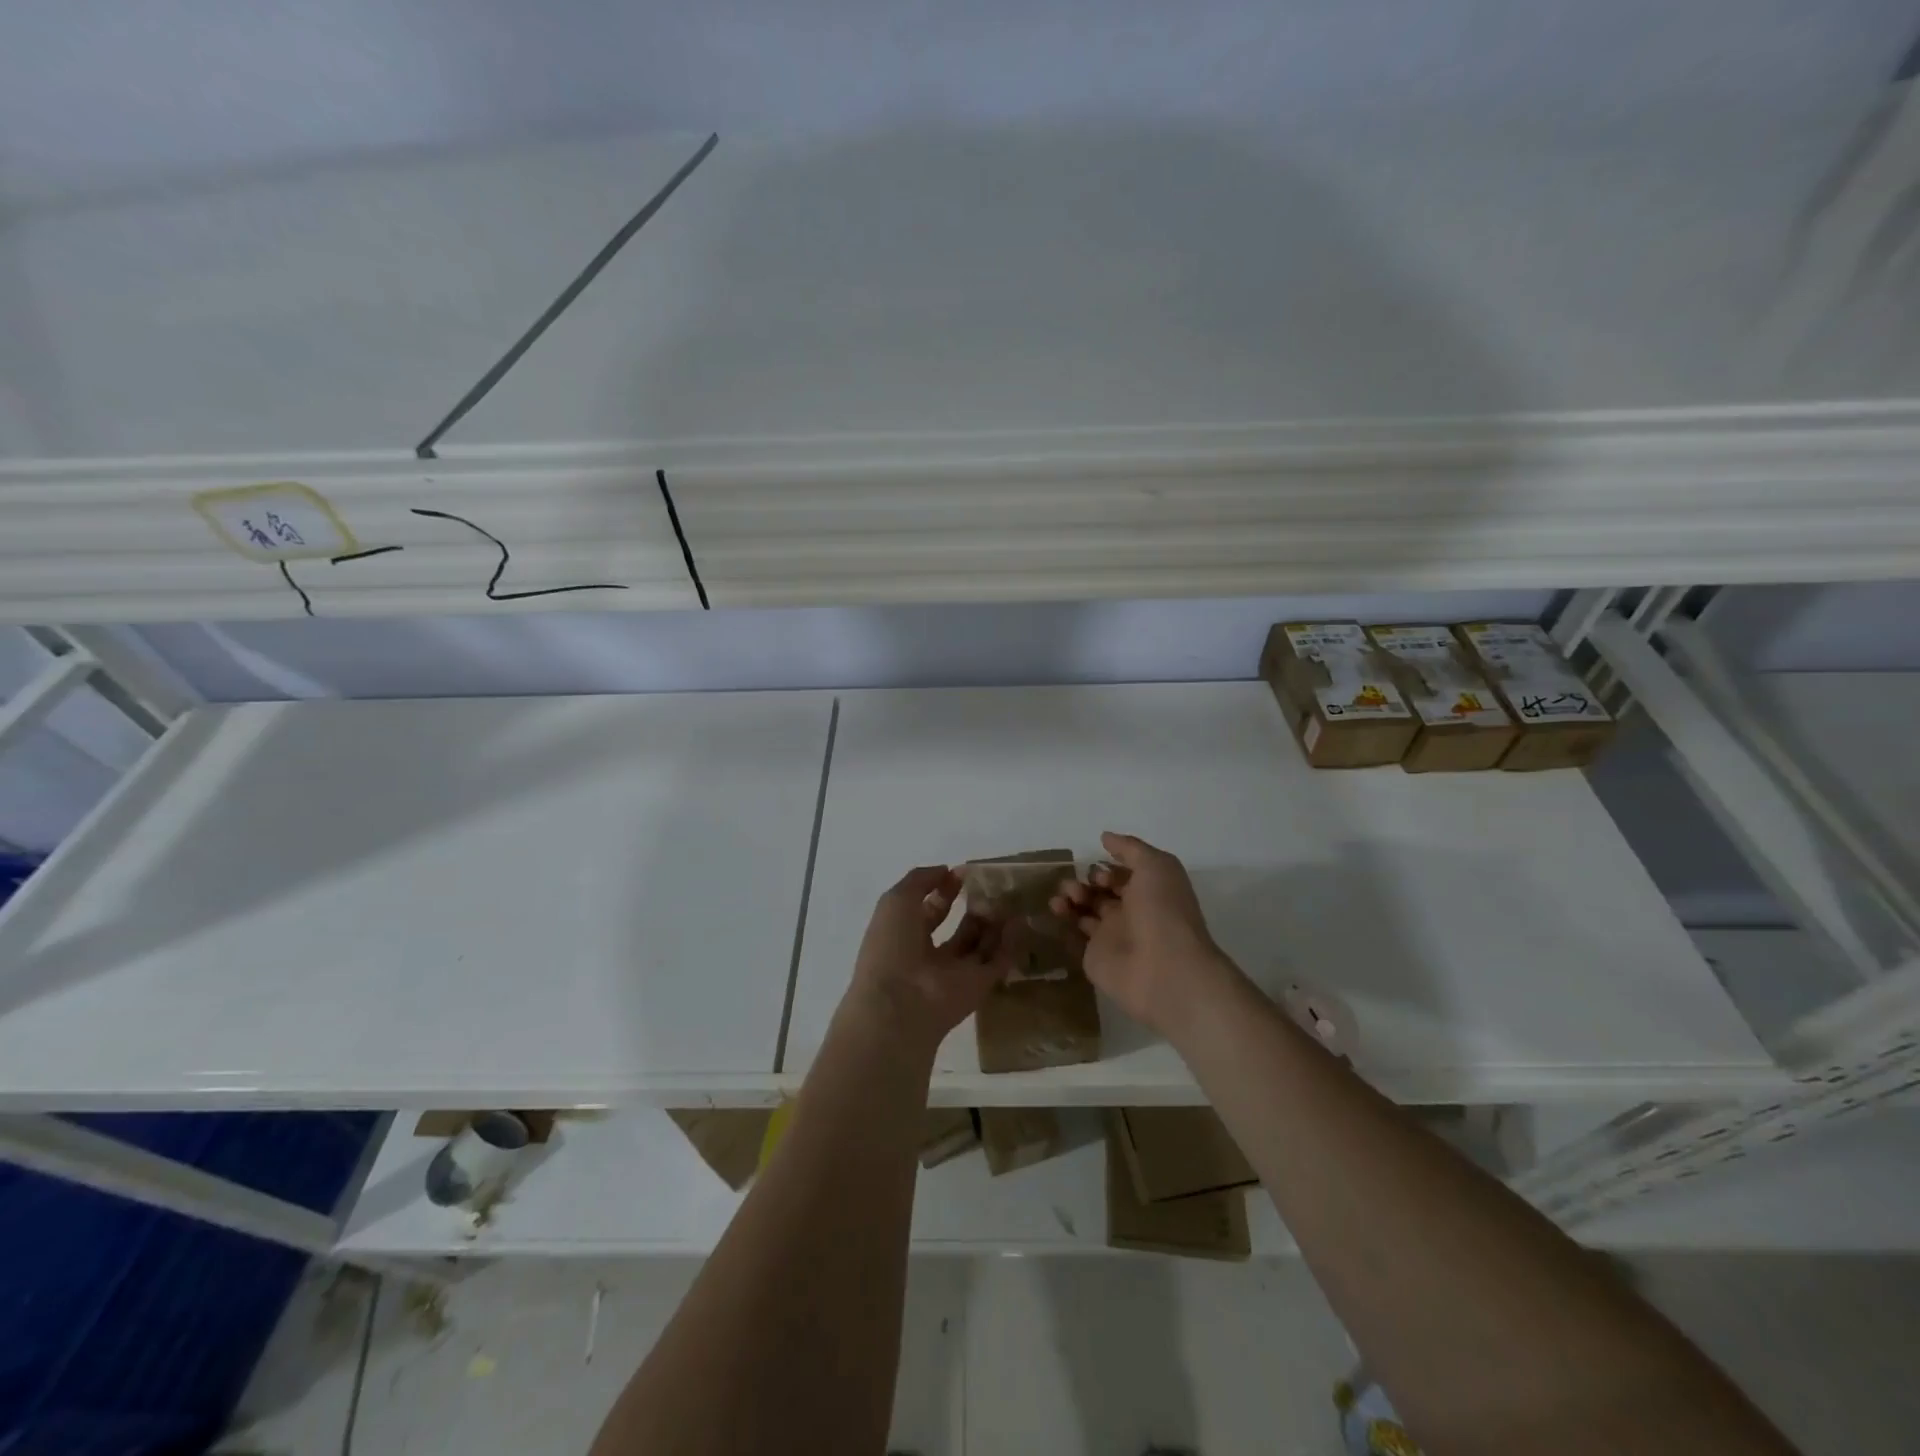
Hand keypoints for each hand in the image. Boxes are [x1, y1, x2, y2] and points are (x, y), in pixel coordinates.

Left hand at [841, 865, 1013, 1056]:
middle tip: (993, 887)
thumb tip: (945, 870)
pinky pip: (998, 962)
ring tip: (1009, 899)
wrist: (900, 1003)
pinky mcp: (979, 987)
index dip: (944, 890)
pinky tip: (1021, 921)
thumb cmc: (891, 945)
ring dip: (994, 923)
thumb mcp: (897, 900)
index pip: (930, 910)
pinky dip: (1010, 944)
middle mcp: (931, 956)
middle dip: (974, 908)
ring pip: (980, 945)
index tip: (964, 873)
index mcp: (905, 936)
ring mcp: (955, 973)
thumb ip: (920, 880)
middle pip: (959, 930)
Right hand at [1051, 832, 1236, 1035]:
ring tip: (1062, 898)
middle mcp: (1130, 913)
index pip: (1121, 876)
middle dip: (1085, 882)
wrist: (1164, 969)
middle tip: (1076, 888)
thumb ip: (1130, 848)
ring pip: (1085, 911)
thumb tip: (1105, 837)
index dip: (1106, 869)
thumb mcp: (1156, 865)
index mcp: (1148, 892)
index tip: (1097, 873)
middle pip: (1100, 892)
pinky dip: (1062, 921)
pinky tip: (1055, 910)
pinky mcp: (1094, 957)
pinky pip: (1074, 935)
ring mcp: (1111, 937)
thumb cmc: (1163, 911)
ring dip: (1070, 898)